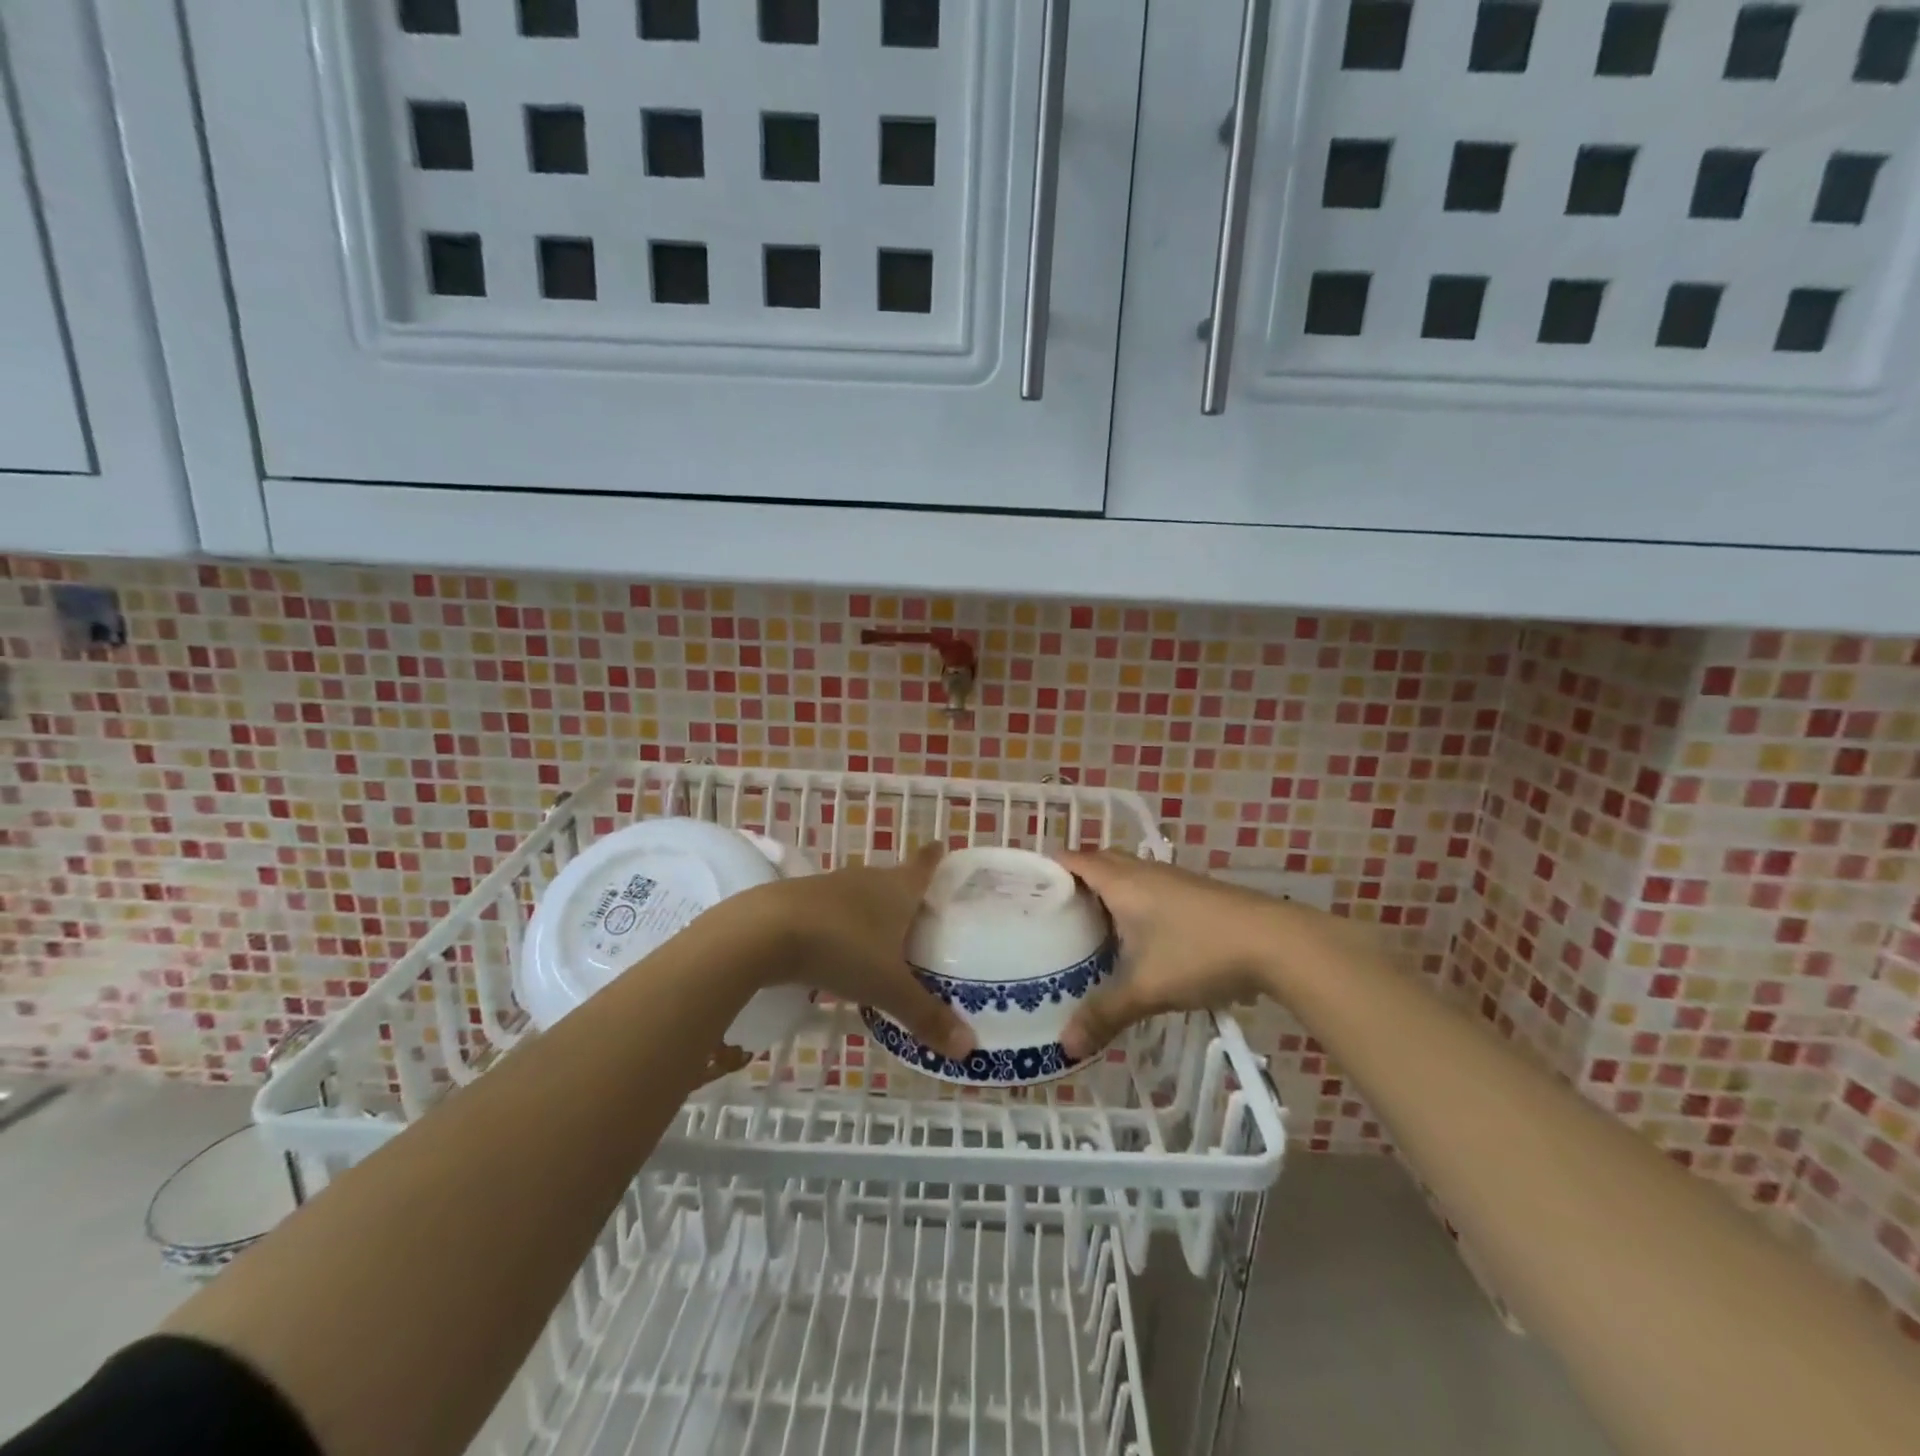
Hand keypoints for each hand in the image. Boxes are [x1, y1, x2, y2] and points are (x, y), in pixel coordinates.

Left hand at [743, 844, 975, 1061]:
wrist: (764, 931)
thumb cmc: (842, 948)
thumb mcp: (887, 988)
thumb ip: (925, 1015)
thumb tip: (969, 1048)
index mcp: (897, 889)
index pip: (923, 865)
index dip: (934, 857)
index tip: (942, 845)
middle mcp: (866, 879)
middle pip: (893, 880)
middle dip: (906, 894)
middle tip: (920, 915)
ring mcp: (829, 886)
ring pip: (860, 895)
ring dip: (871, 911)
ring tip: (882, 936)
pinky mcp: (798, 900)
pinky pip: (831, 910)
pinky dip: (840, 925)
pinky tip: (837, 948)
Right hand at [1054, 851, 1292, 1058]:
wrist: (1276, 942)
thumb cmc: (1199, 953)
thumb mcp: (1146, 989)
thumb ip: (1104, 1014)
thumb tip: (1064, 1046)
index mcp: (1122, 882)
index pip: (1074, 859)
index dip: (1049, 869)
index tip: (1027, 891)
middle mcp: (1143, 871)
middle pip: (1100, 861)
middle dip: (1076, 880)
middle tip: (1054, 914)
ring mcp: (1172, 879)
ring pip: (1127, 874)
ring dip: (1107, 891)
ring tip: (1088, 927)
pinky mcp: (1195, 893)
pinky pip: (1149, 887)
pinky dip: (1132, 902)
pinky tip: (1137, 937)